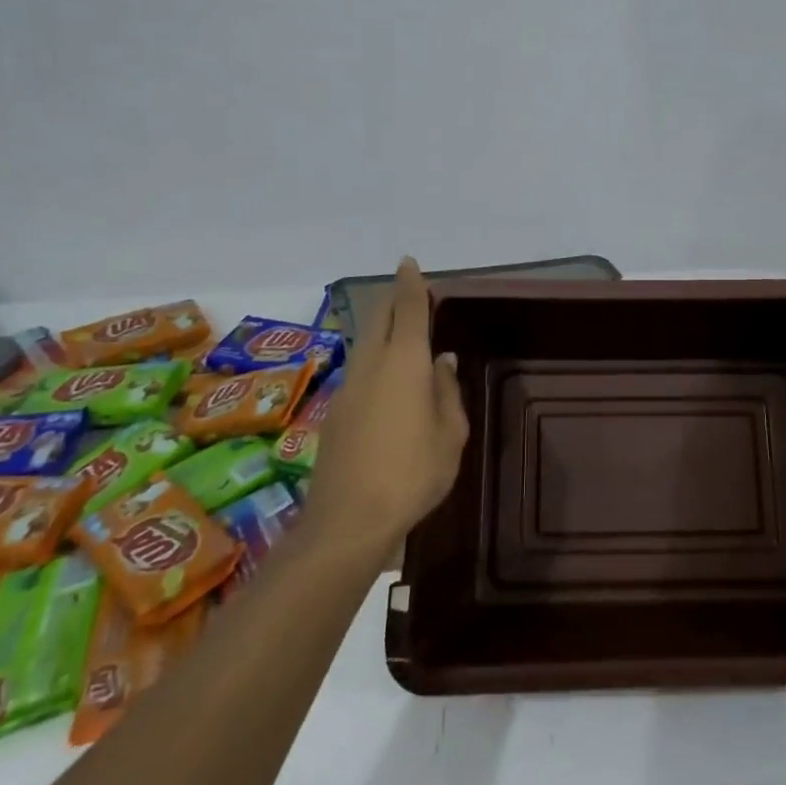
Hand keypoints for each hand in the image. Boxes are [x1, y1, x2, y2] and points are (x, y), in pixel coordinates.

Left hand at [302, 258, 468, 552]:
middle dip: (392, 298)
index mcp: (403, 361)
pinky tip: (389, 379)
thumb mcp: (450, 434)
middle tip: (411, 294)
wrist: (347, 521)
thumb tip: (444, 361)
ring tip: (404, 334)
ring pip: (365, 342)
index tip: (409, 263)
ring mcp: (348, 387)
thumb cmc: (412, 473)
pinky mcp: (335, 411)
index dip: (410, 283)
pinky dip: (375, 357)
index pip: (406, 308)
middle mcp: (371, 364)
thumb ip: (447, 391)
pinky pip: (360, 368)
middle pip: (378, 316)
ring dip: (382, 328)